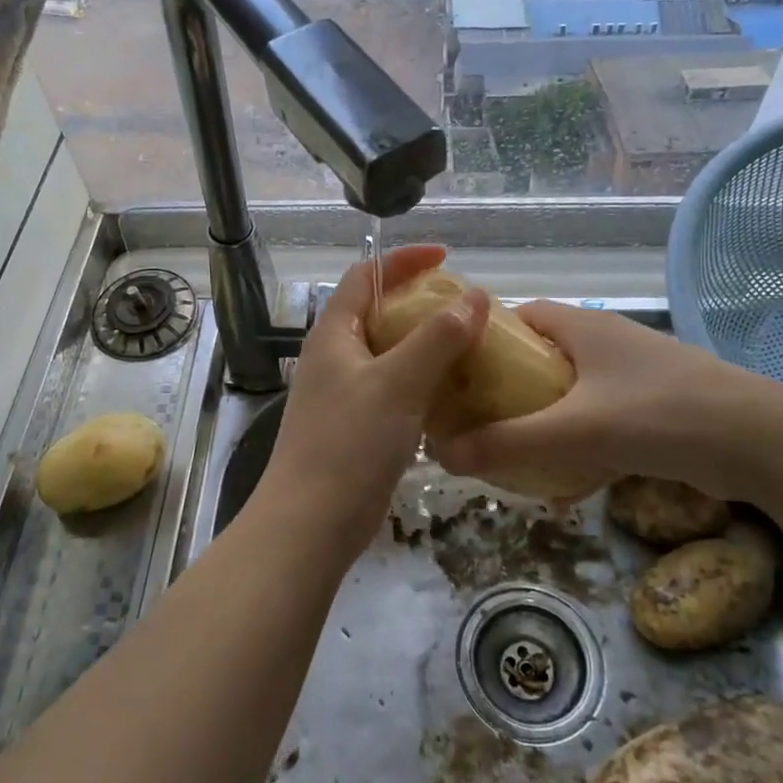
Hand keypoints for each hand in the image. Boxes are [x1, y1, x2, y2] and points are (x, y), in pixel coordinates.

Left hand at [256, 245, 487, 567]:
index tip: (446, 258)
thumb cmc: (350, 443)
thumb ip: (437, 338)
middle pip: (378, 313)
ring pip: (388, 354)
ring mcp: (342, 394)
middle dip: (421, 304)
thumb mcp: (398, 383)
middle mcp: (334, 357)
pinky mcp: (354, 426)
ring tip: (469, 347)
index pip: (365, 276)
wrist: (310, 524)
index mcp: (334, 333)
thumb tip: (473, 297)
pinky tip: (452, 394)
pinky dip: (422, 382)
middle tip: (466, 309)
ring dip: (425, 346)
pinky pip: (393, 389)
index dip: (403, 261)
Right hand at [428, 301, 782, 503]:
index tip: (454, 375)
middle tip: (475, 422)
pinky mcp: (653, 406)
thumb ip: (508, 441)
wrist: (764, 443)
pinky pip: (598, 418)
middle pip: (539, 356)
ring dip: (541, 420)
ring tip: (511, 454)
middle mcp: (605, 341)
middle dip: (507, 389)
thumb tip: (441, 454)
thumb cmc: (661, 415)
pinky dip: (578, 442)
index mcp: (582, 326)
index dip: (482, 340)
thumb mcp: (575, 430)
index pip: (516, 316)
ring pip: (568, 391)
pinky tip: (567, 482)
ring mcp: (632, 374)